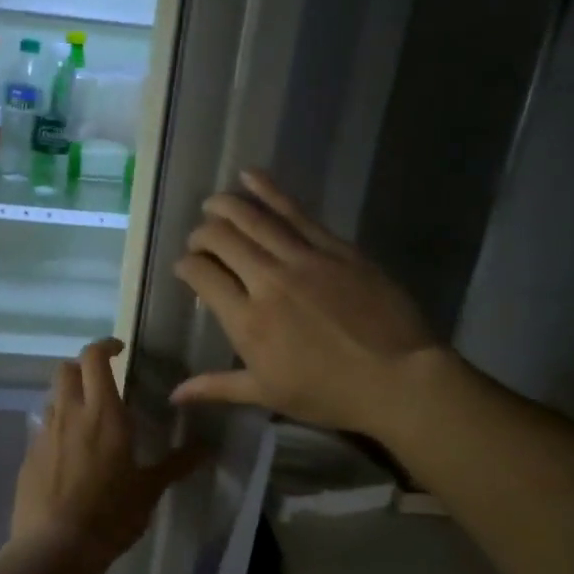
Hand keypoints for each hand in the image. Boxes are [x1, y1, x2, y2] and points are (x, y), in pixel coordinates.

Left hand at [12, 338, 201, 569]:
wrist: (53, 548)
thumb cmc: (109, 515)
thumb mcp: (149, 491)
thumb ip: (177, 464)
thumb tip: (209, 447)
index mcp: (102, 413)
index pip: (94, 358)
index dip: (105, 345)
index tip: (119, 349)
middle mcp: (69, 414)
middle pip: (66, 369)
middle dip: (83, 366)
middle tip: (103, 381)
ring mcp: (44, 434)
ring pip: (53, 397)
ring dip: (69, 396)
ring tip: (88, 418)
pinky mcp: (28, 456)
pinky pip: (43, 428)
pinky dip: (57, 427)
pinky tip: (70, 454)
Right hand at [172, 171, 439, 434]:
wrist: (399, 378)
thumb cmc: (329, 394)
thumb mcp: (267, 394)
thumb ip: (217, 387)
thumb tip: (174, 395)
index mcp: (247, 320)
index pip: (201, 275)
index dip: (186, 266)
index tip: (186, 268)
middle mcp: (267, 281)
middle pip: (221, 239)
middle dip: (201, 234)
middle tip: (201, 240)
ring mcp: (303, 259)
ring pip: (253, 218)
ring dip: (226, 205)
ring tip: (213, 202)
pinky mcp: (334, 247)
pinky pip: (295, 212)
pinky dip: (268, 191)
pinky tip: (251, 178)